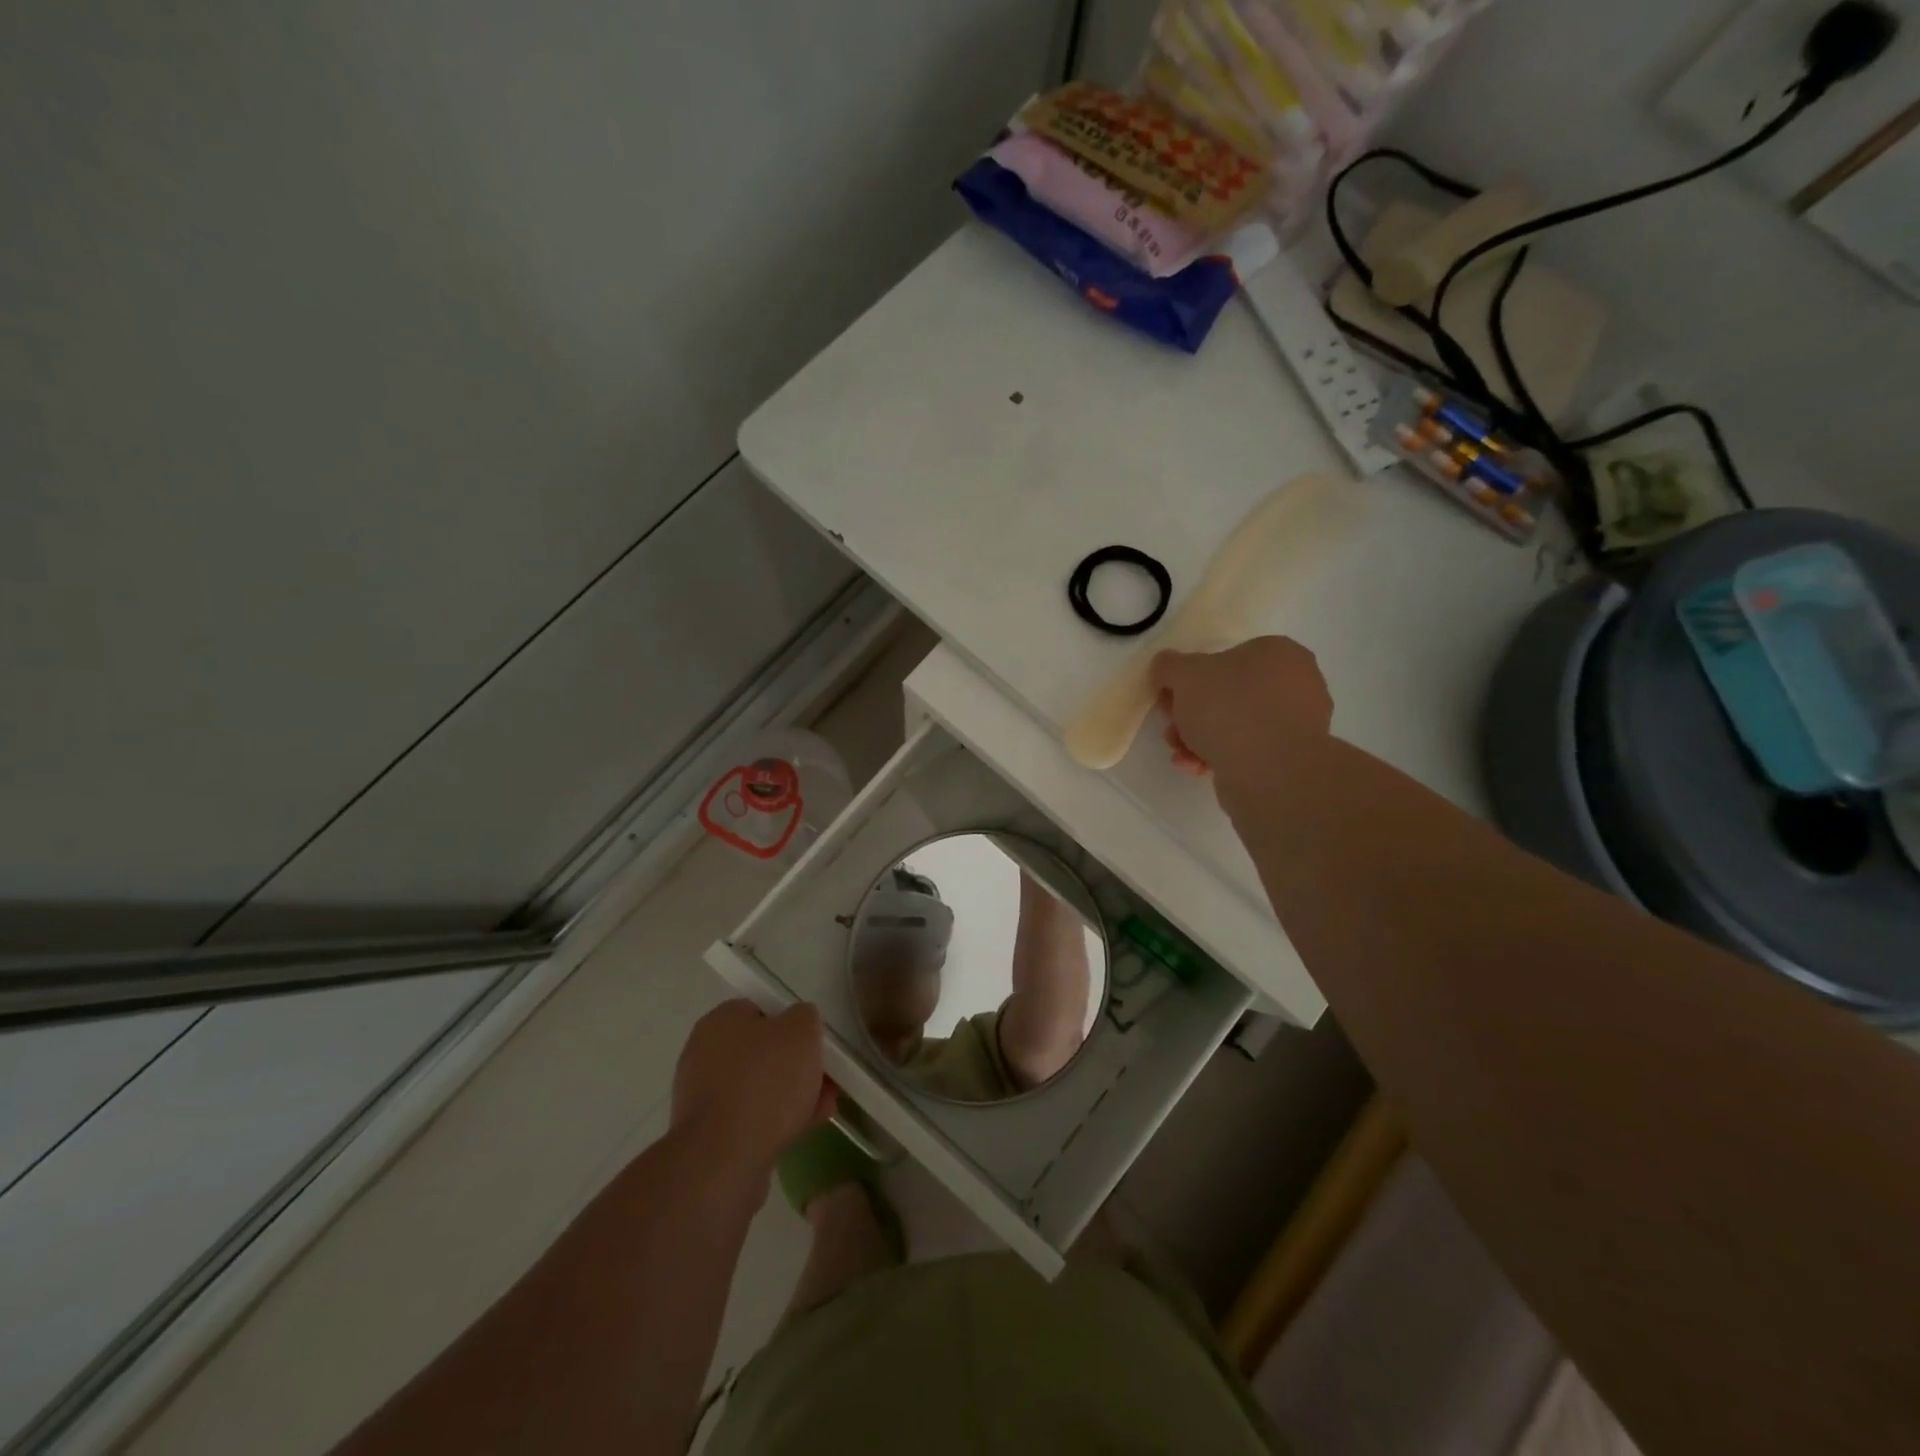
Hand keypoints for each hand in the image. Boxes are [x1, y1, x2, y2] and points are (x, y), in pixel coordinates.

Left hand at [671, 1001, 835, 1176]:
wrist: (724, 1161)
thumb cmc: (765, 1083)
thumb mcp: (801, 1031)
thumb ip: (805, 1017)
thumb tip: (799, 1023)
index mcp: (720, 1021)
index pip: (761, 1010)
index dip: (793, 1024)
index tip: (815, 1043)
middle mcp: (704, 1053)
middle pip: (762, 1051)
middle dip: (797, 1065)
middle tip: (825, 1078)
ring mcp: (703, 1097)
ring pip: (759, 1087)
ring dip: (792, 1094)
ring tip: (824, 1107)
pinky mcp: (708, 1135)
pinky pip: (750, 1118)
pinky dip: (776, 1120)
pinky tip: (804, 1129)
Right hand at [1151, 637, 1332, 785]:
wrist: (1270, 773)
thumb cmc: (1229, 710)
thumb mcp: (1184, 675)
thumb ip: (1169, 665)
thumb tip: (1165, 666)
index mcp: (1278, 652)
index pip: (1225, 657)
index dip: (1189, 679)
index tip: (1170, 700)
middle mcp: (1296, 682)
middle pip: (1227, 694)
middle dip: (1192, 714)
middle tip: (1173, 730)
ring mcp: (1298, 722)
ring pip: (1235, 724)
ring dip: (1201, 738)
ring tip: (1181, 753)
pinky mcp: (1292, 756)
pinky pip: (1248, 749)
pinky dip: (1220, 756)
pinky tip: (1198, 767)